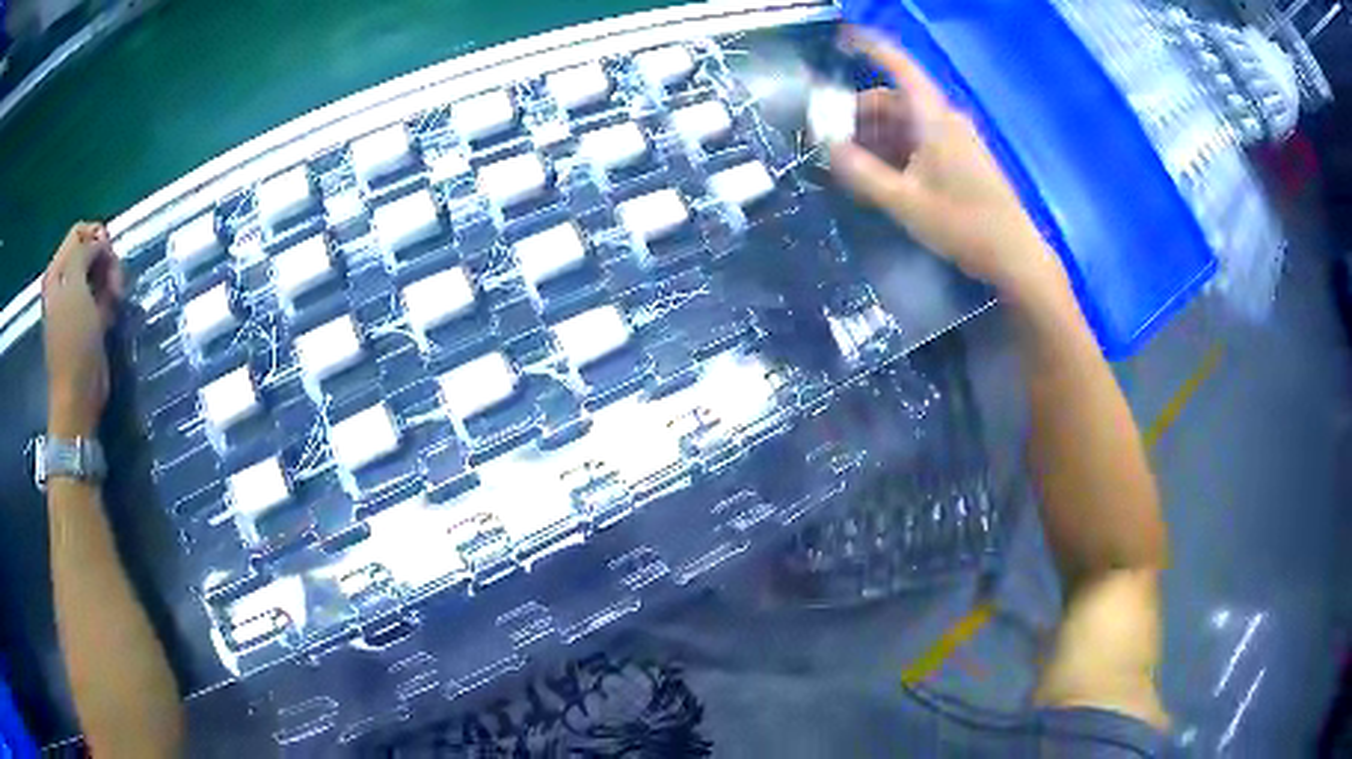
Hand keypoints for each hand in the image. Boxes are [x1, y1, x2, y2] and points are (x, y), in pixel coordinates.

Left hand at [42, 222, 122, 437]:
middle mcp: (64, 283)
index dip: (97, 236)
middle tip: (116, 280)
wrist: (78, 395)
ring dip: (111, 279)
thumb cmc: (73, 342)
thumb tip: (99, 241)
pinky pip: (101, 295)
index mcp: (56, 272)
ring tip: (117, 297)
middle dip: (106, 259)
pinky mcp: (87, 320)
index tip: (109, 253)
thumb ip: (83, 253)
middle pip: (90, 250)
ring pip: (98, 272)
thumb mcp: (75, 288)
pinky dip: (110, 298)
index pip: (79, 232)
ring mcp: (75, 303)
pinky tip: (113, 310)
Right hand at [829, 29, 1067, 301]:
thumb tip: (828, 148)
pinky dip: (894, 149)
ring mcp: (956, 140)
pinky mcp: (960, 159)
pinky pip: (919, 141)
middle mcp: (946, 121)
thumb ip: (863, 174)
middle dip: (859, 112)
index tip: (843, 38)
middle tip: (829, 136)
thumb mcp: (905, 203)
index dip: (872, 48)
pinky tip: (879, 173)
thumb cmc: (963, 226)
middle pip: (895, 101)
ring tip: (849, 162)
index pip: (901, 69)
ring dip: (875, 134)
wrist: (1014, 256)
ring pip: (905, 123)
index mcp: (935, 120)